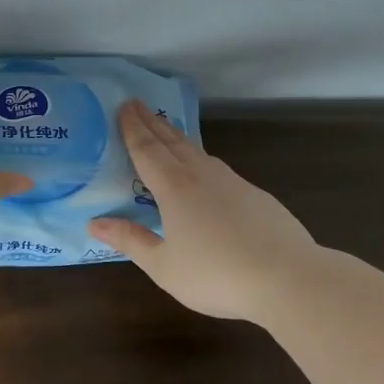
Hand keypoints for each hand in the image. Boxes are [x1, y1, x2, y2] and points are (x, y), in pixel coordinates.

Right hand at [89, 102, 320, 320]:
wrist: (289, 278)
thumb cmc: (217, 275)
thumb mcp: (164, 266)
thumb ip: (131, 241)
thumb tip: (94, 222)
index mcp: (174, 188)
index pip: (147, 149)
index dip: (132, 128)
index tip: (123, 106)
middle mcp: (201, 175)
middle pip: (171, 141)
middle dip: (152, 122)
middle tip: (137, 105)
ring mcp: (232, 182)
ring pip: (196, 150)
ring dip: (176, 136)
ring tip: (165, 129)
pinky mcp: (254, 195)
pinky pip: (216, 167)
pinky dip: (199, 157)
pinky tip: (203, 168)